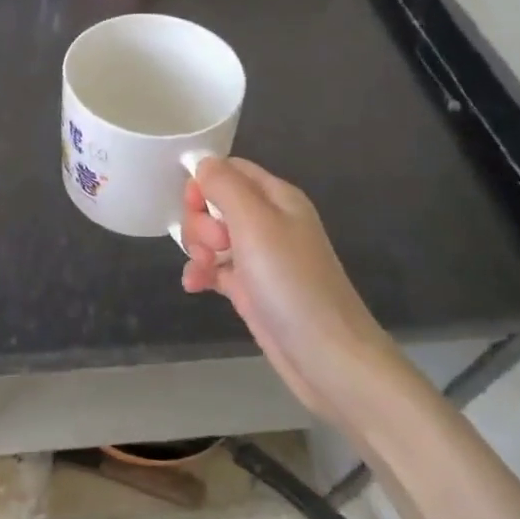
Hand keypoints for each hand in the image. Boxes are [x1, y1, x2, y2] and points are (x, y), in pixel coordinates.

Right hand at [179, 157, 404, 428]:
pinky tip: (195, 287)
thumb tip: (201, 162)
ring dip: (197, 248)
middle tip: (214, 245)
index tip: (193, 205)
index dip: (204, 182)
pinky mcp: (250, 288)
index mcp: (276, 197)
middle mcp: (268, 222)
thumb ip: (225, 185)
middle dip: (200, 221)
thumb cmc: (290, 281)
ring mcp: (258, 256)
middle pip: (215, 202)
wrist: (326, 356)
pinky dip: (201, 274)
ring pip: (211, 236)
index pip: (230, 169)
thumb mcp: (255, 222)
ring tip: (205, 270)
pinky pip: (214, 268)